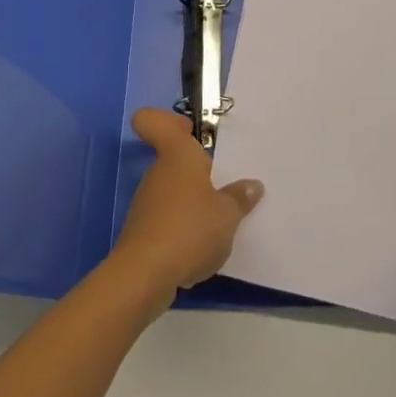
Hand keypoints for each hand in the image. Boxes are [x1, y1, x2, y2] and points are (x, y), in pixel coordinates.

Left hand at [111, 109, 263, 301]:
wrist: (146, 276)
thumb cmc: (190, 228)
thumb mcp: (227, 214)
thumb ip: (239, 198)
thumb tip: (252, 185)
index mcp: (177, 155)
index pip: (155, 123)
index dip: (165, 120)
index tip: (186, 128)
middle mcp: (158, 173)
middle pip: (173, 161)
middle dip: (196, 171)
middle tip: (225, 183)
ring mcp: (146, 204)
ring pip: (172, 193)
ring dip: (192, 203)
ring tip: (220, 221)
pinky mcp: (143, 235)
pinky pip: (168, 221)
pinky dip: (183, 230)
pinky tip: (202, 249)